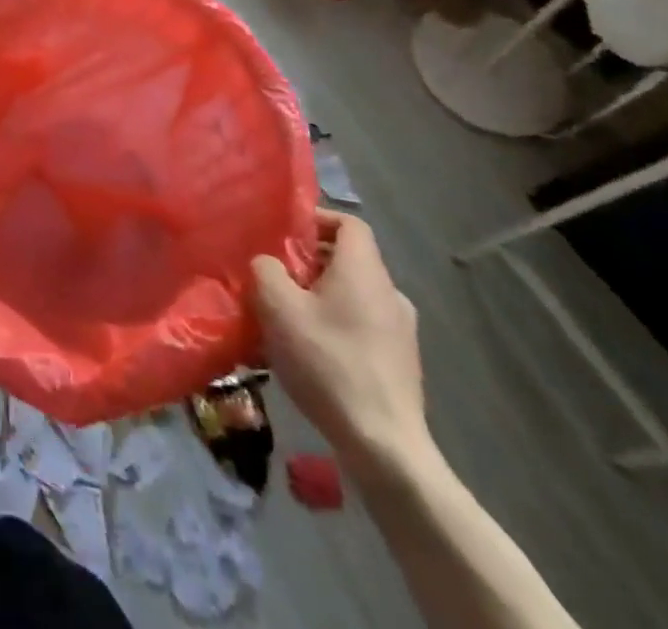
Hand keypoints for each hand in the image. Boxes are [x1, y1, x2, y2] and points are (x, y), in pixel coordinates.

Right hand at [251, 211, 429, 469]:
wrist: (384, 447)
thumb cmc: (328, 363)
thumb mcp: (277, 307)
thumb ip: (266, 269)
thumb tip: (268, 263)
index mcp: (365, 270)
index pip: (348, 223)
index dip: (317, 220)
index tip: (285, 235)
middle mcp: (390, 293)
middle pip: (349, 259)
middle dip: (310, 262)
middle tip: (276, 277)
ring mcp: (401, 331)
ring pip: (354, 295)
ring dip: (321, 296)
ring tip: (287, 317)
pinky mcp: (401, 364)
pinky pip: (363, 326)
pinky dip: (337, 325)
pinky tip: (311, 353)